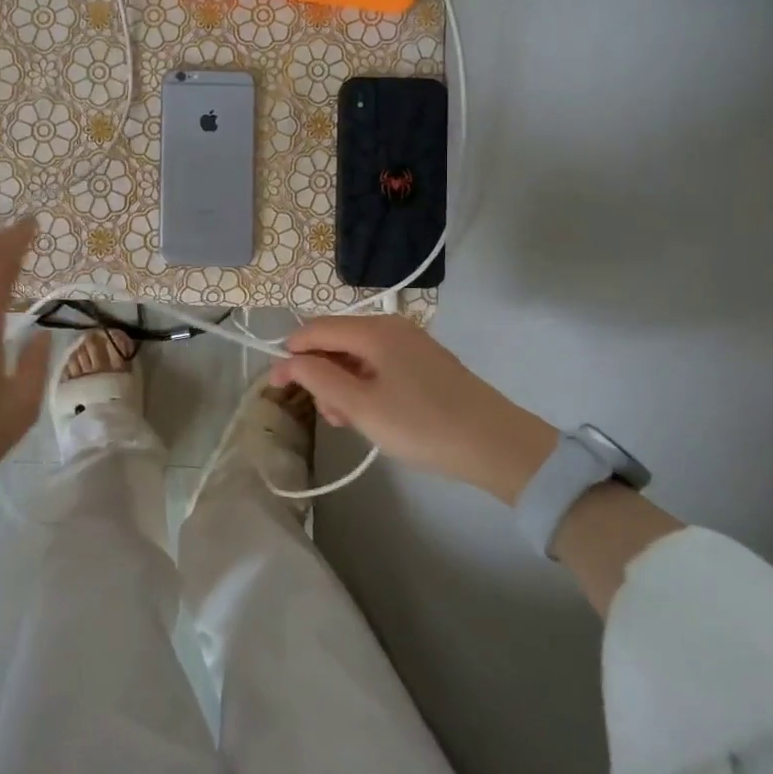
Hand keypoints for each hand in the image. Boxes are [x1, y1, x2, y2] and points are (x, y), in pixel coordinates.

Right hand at [269, 315, 557, 501]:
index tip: (274, 386)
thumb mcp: (361, 406)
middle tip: (323, 413)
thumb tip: (288, 361)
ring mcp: (410, 345)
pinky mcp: (424, 364)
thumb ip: (318, 379)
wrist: (498, 446)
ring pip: (357, 356)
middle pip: (336, 340)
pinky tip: (369, 415)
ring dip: (341, 384)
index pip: (315, 329)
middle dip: (319, 372)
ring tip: (346, 421)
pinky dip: (364, 386)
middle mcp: (391, 327)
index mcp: (374, 330)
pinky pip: (379, 366)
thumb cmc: (422, 425)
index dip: (289, 354)